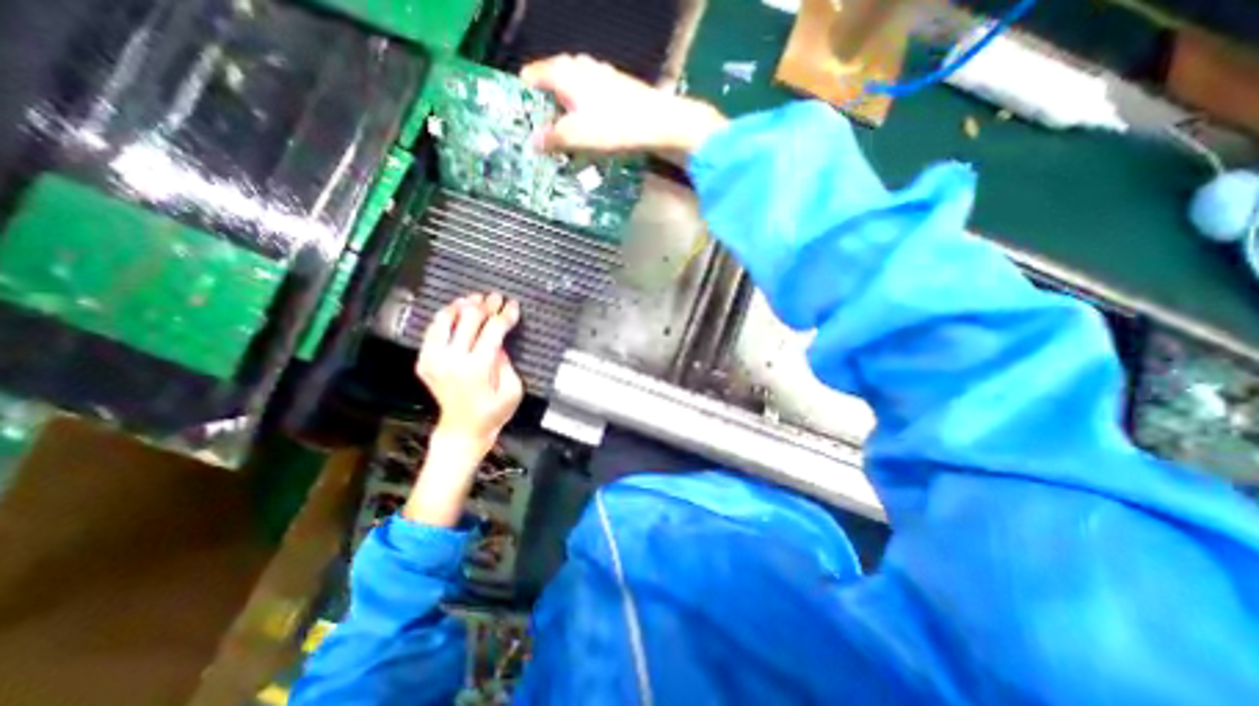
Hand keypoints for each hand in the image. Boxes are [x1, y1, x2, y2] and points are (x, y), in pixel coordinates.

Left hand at [416, 290, 527, 452]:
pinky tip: (456, 311)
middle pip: (469, 318)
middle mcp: (451, 360)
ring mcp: (433, 360)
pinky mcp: (424, 362)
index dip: (505, 314)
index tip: (513, 306)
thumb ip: (506, 362)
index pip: (492, 329)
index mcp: (477, 368)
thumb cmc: (493, 413)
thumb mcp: (512, 390)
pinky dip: (445, 317)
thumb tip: (498, 341)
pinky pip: (433, 331)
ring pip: (445, 319)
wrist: (463, 429)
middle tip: (497, 297)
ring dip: (462, 306)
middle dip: (486, 305)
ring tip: (475, 299)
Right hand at [521, 52, 728, 163]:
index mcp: (565, 72)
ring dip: (565, 111)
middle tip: (541, 133)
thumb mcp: (578, 135)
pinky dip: (583, 113)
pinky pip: (590, 98)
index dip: (523, 97)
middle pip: (552, 82)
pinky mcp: (615, 88)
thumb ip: (553, 137)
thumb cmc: (615, 126)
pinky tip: (588, 131)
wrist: (660, 122)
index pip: (532, 76)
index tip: (520, 119)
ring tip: (563, 136)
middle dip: (544, 107)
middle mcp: (580, 67)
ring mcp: (600, 75)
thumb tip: (533, 142)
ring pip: (572, 91)